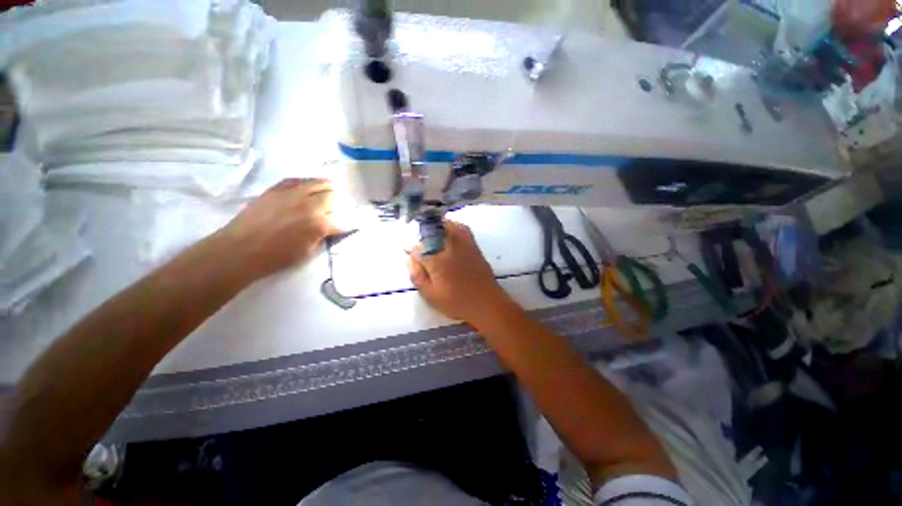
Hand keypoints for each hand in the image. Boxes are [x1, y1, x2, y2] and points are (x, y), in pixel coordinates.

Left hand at [219, 179, 339, 280]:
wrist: (240, 249)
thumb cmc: (276, 257)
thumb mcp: (309, 252)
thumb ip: (324, 237)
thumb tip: (332, 229)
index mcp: (319, 224)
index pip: (343, 221)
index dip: (348, 224)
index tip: (348, 226)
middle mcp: (309, 205)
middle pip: (333, 196)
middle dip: (339, 204)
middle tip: (337, 210)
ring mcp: (292, 193)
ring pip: (319, 182)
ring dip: (327, 189)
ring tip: (328, 194)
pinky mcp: (277, 189)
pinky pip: (298, 180)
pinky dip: (308, 183)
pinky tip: (309, 188)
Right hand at [407, 221, 512, 323]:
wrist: (487, 303)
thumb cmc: (457, 302)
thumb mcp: (431, 295)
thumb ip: (418, 276)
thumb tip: (411, 258)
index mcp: (437, 261)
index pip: (418, 248)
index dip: (413, 251)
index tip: (412, 257)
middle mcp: (450, 247)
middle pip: (433, 230)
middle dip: (423, 233)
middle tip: (421, 244)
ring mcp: (464, 244)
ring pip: (448, 225)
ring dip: (437, 227)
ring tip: (433, 235)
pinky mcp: (474, 246)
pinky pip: (462, 229)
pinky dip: (453, 227)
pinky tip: (450, 235)